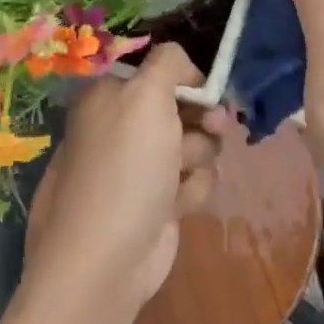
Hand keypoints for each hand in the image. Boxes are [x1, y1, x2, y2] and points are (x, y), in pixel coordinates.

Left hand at [25, 43, 222, 314]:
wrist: (108, 260)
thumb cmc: (125, 168)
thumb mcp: (145, 96)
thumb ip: (168, 63)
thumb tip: (183, 65)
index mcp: (108, 97)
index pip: (158, 72)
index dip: (187, 80)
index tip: (207, 90)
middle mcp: (121, 128)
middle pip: (183, 107)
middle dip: (203, 119)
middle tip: (215, 128)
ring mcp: (140, 167)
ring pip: (196, 144)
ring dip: (198, 158)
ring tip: (180, 176)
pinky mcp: (158, 202)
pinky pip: (194, 180)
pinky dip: (191, 190)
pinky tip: (176, 206)